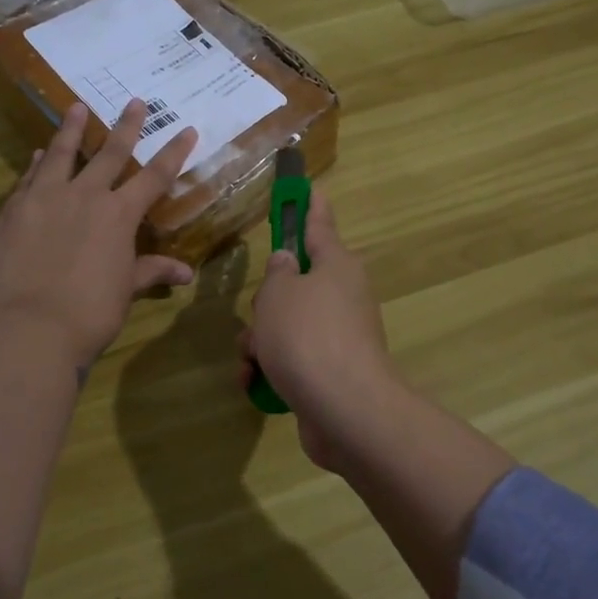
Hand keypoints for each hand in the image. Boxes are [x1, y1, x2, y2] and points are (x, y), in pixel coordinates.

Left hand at [0, 100, 197, 365]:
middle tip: (135, 102)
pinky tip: (38, 155)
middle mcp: (85, 196)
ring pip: (62, 154)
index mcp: (119, 214)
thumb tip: (185, 274)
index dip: (174, 152)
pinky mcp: (14, 211)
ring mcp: (46, 199)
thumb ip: (151, 271)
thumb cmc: (92, 311)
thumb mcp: (126, 289)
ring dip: (72, 130)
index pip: (155, 177)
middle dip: (126, 126)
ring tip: (76, 107)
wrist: (34, 326)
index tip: (188, 129)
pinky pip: (29, 179)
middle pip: (110, 153)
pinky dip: (37, 165)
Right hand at [239, 192, 402, 469]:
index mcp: (336, 265)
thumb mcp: (278, 294)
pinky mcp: (331, 371)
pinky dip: (272, 368)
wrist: (345, 410)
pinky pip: (293, 358)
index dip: (309, 205)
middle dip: (266, 303)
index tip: (309, 187)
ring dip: (261, 340)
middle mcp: (343, 295)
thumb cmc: (307, 336)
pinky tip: (255, 383)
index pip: (319, 224)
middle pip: (295, 284)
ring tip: (252, 359)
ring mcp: (339, 336)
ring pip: (288, 324)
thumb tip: (287, 264)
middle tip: (258, 316)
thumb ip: (277, 273)